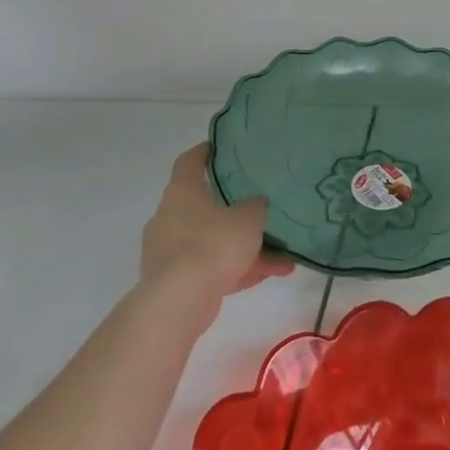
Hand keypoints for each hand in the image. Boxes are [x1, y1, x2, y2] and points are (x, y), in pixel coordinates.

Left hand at [140, 143, 292, 326]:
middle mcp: (169, 217)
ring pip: (213, 241)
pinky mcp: (174, 282)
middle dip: (234, 210)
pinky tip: (270, 274)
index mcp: (182, 193)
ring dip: (244, 247)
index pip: (189, 162)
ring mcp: (168, 252)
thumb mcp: (249, 217)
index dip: (204, 152)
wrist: (179, 302)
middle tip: (259, 207)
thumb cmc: (213, 244)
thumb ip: (256, 205)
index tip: (220, 147)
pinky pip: (212, 267)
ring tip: (281, 255)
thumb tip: (255, 204)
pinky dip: (237, 269)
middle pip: (203, 205)